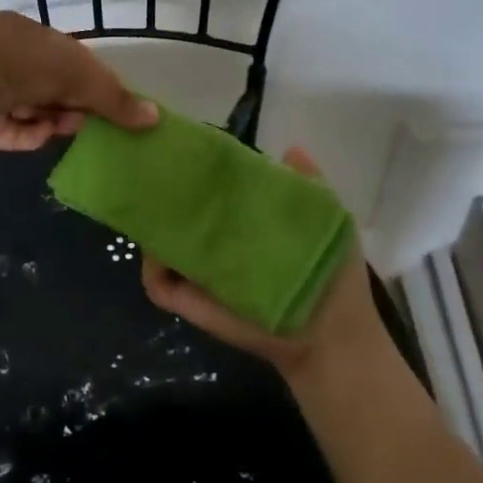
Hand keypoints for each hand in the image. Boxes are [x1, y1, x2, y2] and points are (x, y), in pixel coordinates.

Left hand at [0, 11, 158, 152]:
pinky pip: (11, 131)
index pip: (70, 56)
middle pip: (52, 85)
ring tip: (70, 132)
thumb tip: (155, 117)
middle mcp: (6, 58)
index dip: (94, 79)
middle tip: (95, 123)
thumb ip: (114, 98)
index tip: (113, 103)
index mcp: (27, 34)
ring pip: (32, 109)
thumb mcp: (76, 75)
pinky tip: (42, 140)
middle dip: (74, 103)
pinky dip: (29, 135)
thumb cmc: (16, 66)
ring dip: (53, 120)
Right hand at [139, 146, 385, 381]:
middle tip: (158, 172)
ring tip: (151, 206)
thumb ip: (307, 183)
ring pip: (160, 245)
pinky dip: (152, 269)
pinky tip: (160, 252)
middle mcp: (216, 244)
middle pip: (178, 214)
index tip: (188, 151)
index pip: (212, 192)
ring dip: (152, 228)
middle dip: (166, 195)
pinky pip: (158, 285)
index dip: (199, 173)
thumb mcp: (325, 217)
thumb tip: (291, 148)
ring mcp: (200, 274)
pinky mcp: (191, 303)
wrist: (331, 334)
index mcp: (243, 222)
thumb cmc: (331, 274)